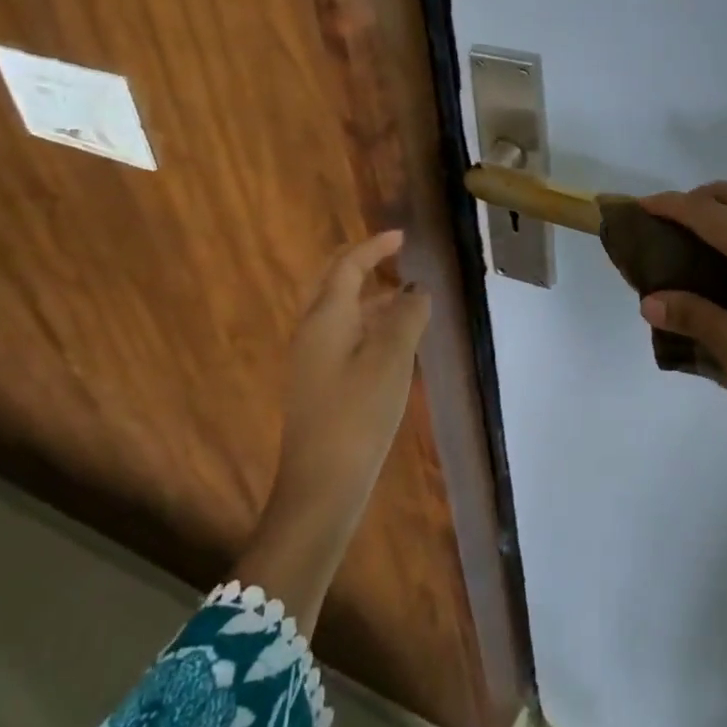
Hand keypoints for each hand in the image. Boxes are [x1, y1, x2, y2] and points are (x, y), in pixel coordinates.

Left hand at [237, 229, 430, 631]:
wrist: (320, 489)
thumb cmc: (357, 415)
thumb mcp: (392, 359)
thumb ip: (407, 316)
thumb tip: (416, 290)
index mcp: (325, 317)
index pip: (348, 266)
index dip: (374, 247)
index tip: (401, 237)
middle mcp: (311, 331)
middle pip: (333, 283)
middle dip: (362, 265)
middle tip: (394, 257)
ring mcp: (310, 360)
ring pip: (338, 311)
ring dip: (367, 296)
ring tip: (404, 298)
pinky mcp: (316, 385)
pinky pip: (340, 335)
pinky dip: (365, 323)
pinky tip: (390, 341)